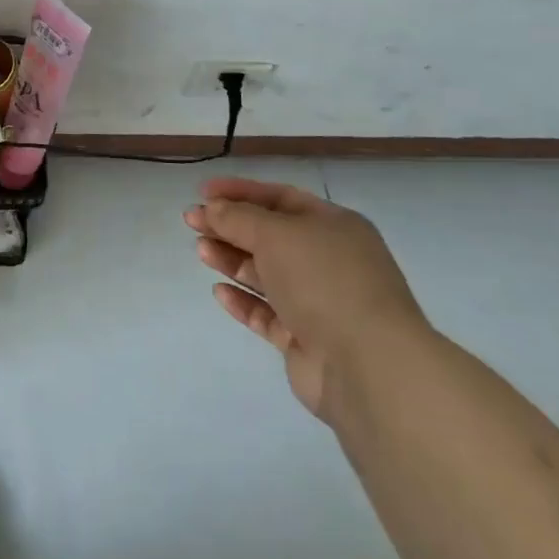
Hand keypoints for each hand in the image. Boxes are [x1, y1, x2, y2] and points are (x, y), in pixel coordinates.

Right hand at [185, 177, 428, 421]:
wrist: (368, 366)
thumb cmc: (324, 281)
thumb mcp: (275, 234)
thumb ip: (238, 217)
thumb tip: (212, 209)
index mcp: (334, 226)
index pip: (280, 198)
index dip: (240, 192)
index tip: (202, 192)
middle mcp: (329, 260)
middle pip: (270, 235)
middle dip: (229, 226)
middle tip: (191, 221)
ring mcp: (320, 302)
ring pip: (266, 274)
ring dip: (232, 259)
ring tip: (200, 251)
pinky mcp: (306, 339)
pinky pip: (268, 313)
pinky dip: (243, 300)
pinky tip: (219, 291)